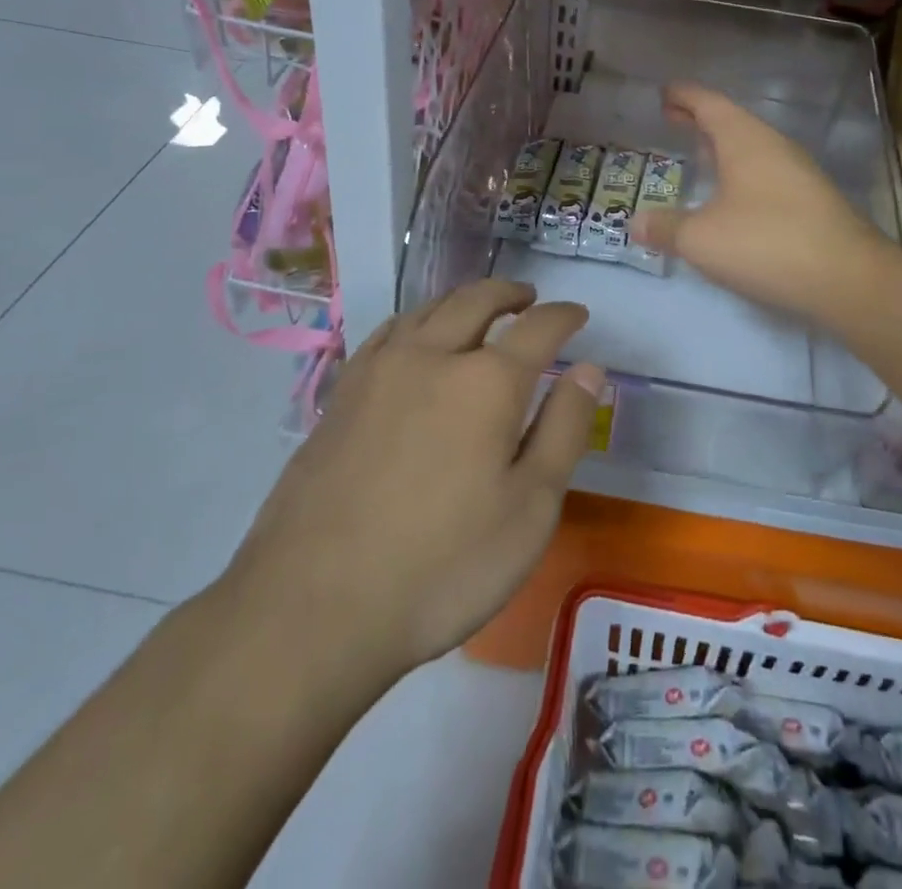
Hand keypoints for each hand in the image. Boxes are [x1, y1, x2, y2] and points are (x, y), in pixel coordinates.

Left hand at [224, 280, 602, 676]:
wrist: (313, 608)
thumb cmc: (442, 566)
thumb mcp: (531, 508)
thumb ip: (564, 429)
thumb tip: (589, 369)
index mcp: (487, 381)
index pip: (538, 327)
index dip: (564, 316)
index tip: (578, 314)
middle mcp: (432, 356)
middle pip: (477, 300)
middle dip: (510, 293)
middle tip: (530, 298)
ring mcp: (379, 371)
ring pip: (428, 309)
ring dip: (463, 300)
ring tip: (480, 310)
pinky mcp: (341, 395)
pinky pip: (388, 333)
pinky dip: (417, 320)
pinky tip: (416, 339)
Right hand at [634, 83, 892, 325]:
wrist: (848, 278)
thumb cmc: (766, 244)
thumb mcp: (701, 239)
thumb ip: (665, 227)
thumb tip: (635, 223)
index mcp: (745, 140)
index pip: (709, 104)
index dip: (684, 96)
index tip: (664, 92)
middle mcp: (774, 147)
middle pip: (732, 122)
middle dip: (700, 120)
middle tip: (672, 120)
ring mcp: (798, 173)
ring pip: (752, 148)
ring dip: (723, 147)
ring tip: (699, 155)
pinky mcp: (812, 201)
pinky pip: (766, 173)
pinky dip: (741, 173)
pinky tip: (733, 197)